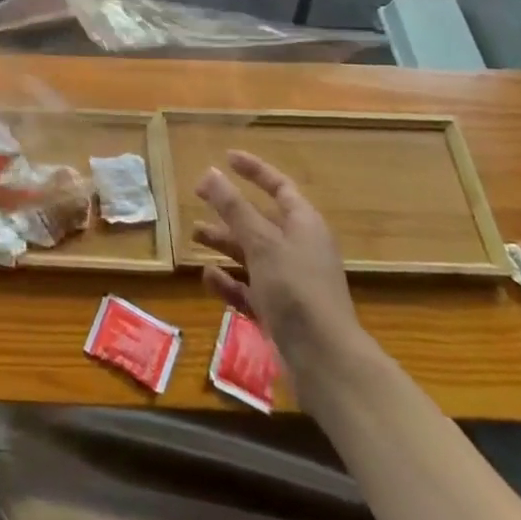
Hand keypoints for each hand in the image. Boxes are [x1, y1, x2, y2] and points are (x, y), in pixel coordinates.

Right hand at [194, 151, 365, 366]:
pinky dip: (229, 281)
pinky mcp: (280, 311)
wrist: (325, 362)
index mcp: (304, 225)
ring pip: (252, 253)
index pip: (279, 186)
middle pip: (261, 220)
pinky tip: (208, 277)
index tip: (227, 157)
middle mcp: (298, 249)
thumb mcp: (261, 242)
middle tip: (199, 198)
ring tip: (194, 235)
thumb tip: (210, 173)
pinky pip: (249, 288)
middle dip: (230, 210)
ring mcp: (290, 282)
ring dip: (224, 243)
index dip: (254, 170)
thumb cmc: (296, 289)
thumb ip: (233, 207)